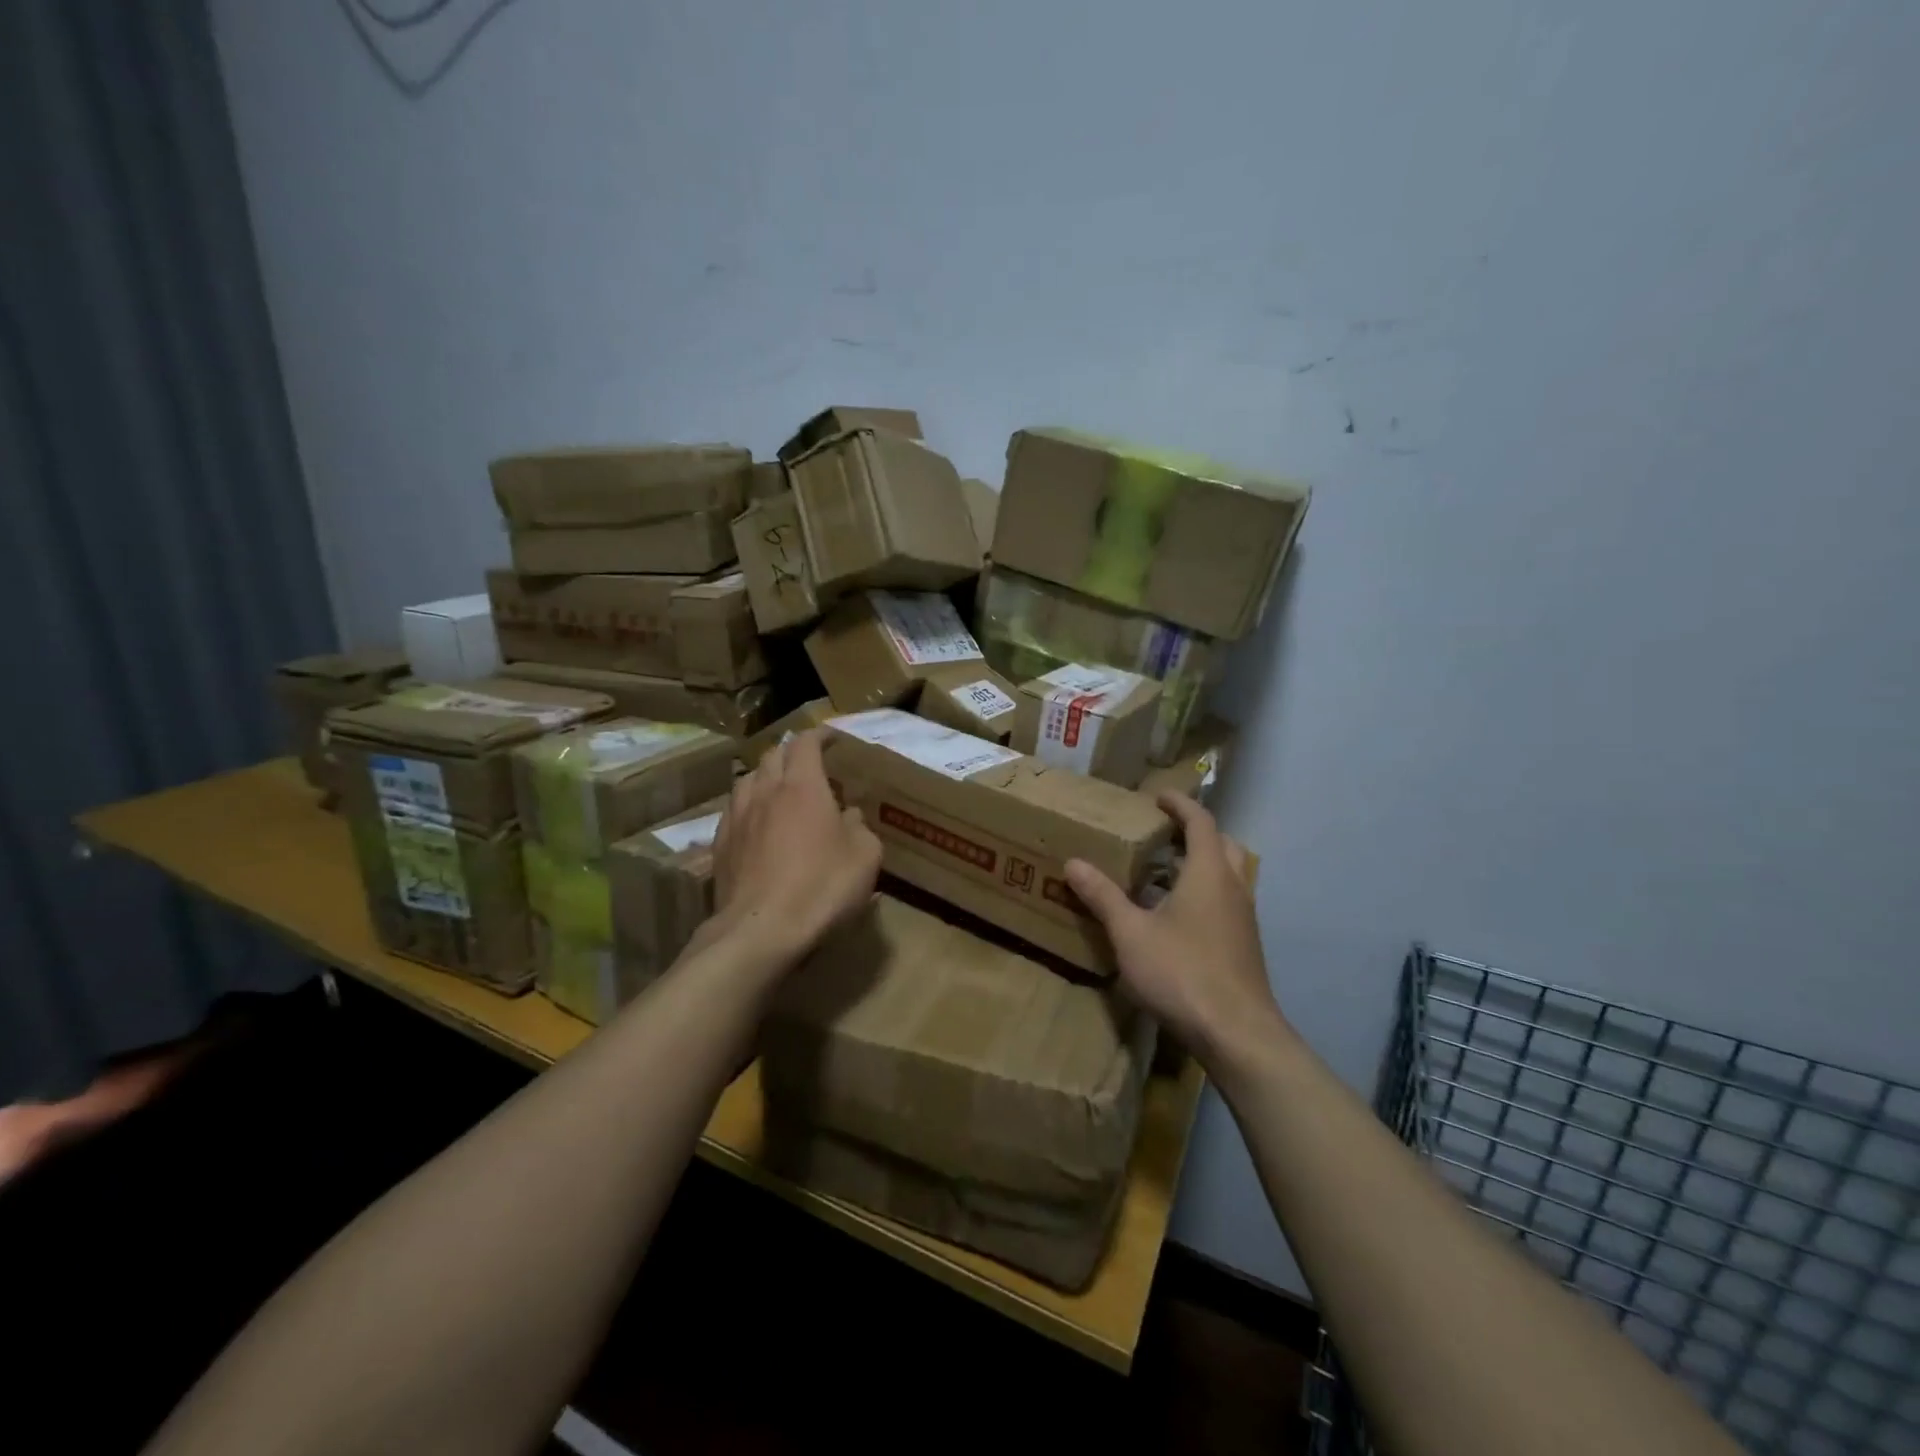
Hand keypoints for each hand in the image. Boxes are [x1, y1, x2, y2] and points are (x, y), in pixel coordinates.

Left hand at [710, 730, 880, 965]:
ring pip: (747, 779)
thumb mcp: (864, 857)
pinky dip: (748, 806)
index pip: (806, 743)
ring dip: (765, 776)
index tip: (831, 737)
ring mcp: (737, 817)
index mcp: (803, 786)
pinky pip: (734, 810)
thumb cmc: (821, 887)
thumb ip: (859, 828)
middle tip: (809, 764)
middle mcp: (766, 791)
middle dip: (792, 752)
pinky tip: (757, 824)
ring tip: (779, 789)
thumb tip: (850, 817)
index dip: (819, 735)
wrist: (760, 931)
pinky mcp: (720, 845)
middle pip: (773, 755)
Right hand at [1065, 793, 1283, 1069]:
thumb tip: (1074, 863)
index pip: (1200, 822)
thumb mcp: (1131, 933)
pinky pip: (1226, 902)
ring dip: (1199, 865)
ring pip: (1227, 875)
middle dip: (1194, 833)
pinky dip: (1204, 893)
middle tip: (1161, 835)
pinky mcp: (1244, 945)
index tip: (1158, 797)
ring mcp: (1244, 918)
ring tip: (1161, 875)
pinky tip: (1174, 919)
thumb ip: (1102, 896)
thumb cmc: (1182, 972)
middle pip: (1221, 844)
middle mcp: (1233, 887)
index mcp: (1209, 872)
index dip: (1180, 805)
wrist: (1238, 1034)